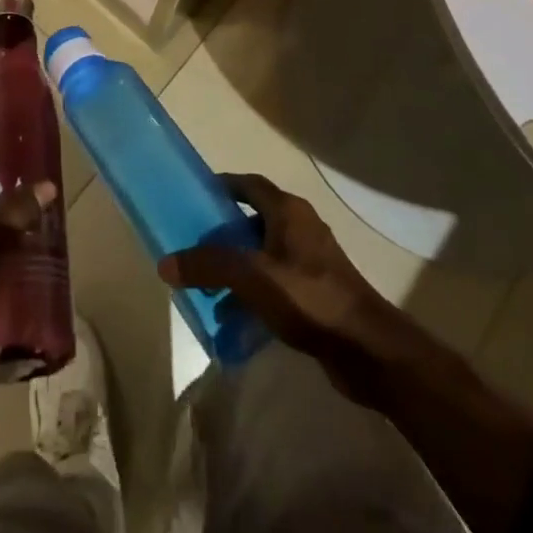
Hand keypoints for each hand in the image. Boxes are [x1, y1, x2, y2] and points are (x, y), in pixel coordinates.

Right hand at [159, 173, 407, 397]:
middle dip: (224, 233)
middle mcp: (300, 227)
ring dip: (237, 267)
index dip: (222, 186)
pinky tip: (236, 317)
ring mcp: (311, 261)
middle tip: (194, 248)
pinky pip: (276, 282)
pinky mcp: (317, 293)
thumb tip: (165, 263)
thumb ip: (207, 265)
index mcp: (288, 210)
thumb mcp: (250, 276)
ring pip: (264, 254)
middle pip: (254, 219)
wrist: (366, 349)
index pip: (249, 184)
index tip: (194, 198)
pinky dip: (255, 292)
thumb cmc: (308, 297)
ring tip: (208, 289)